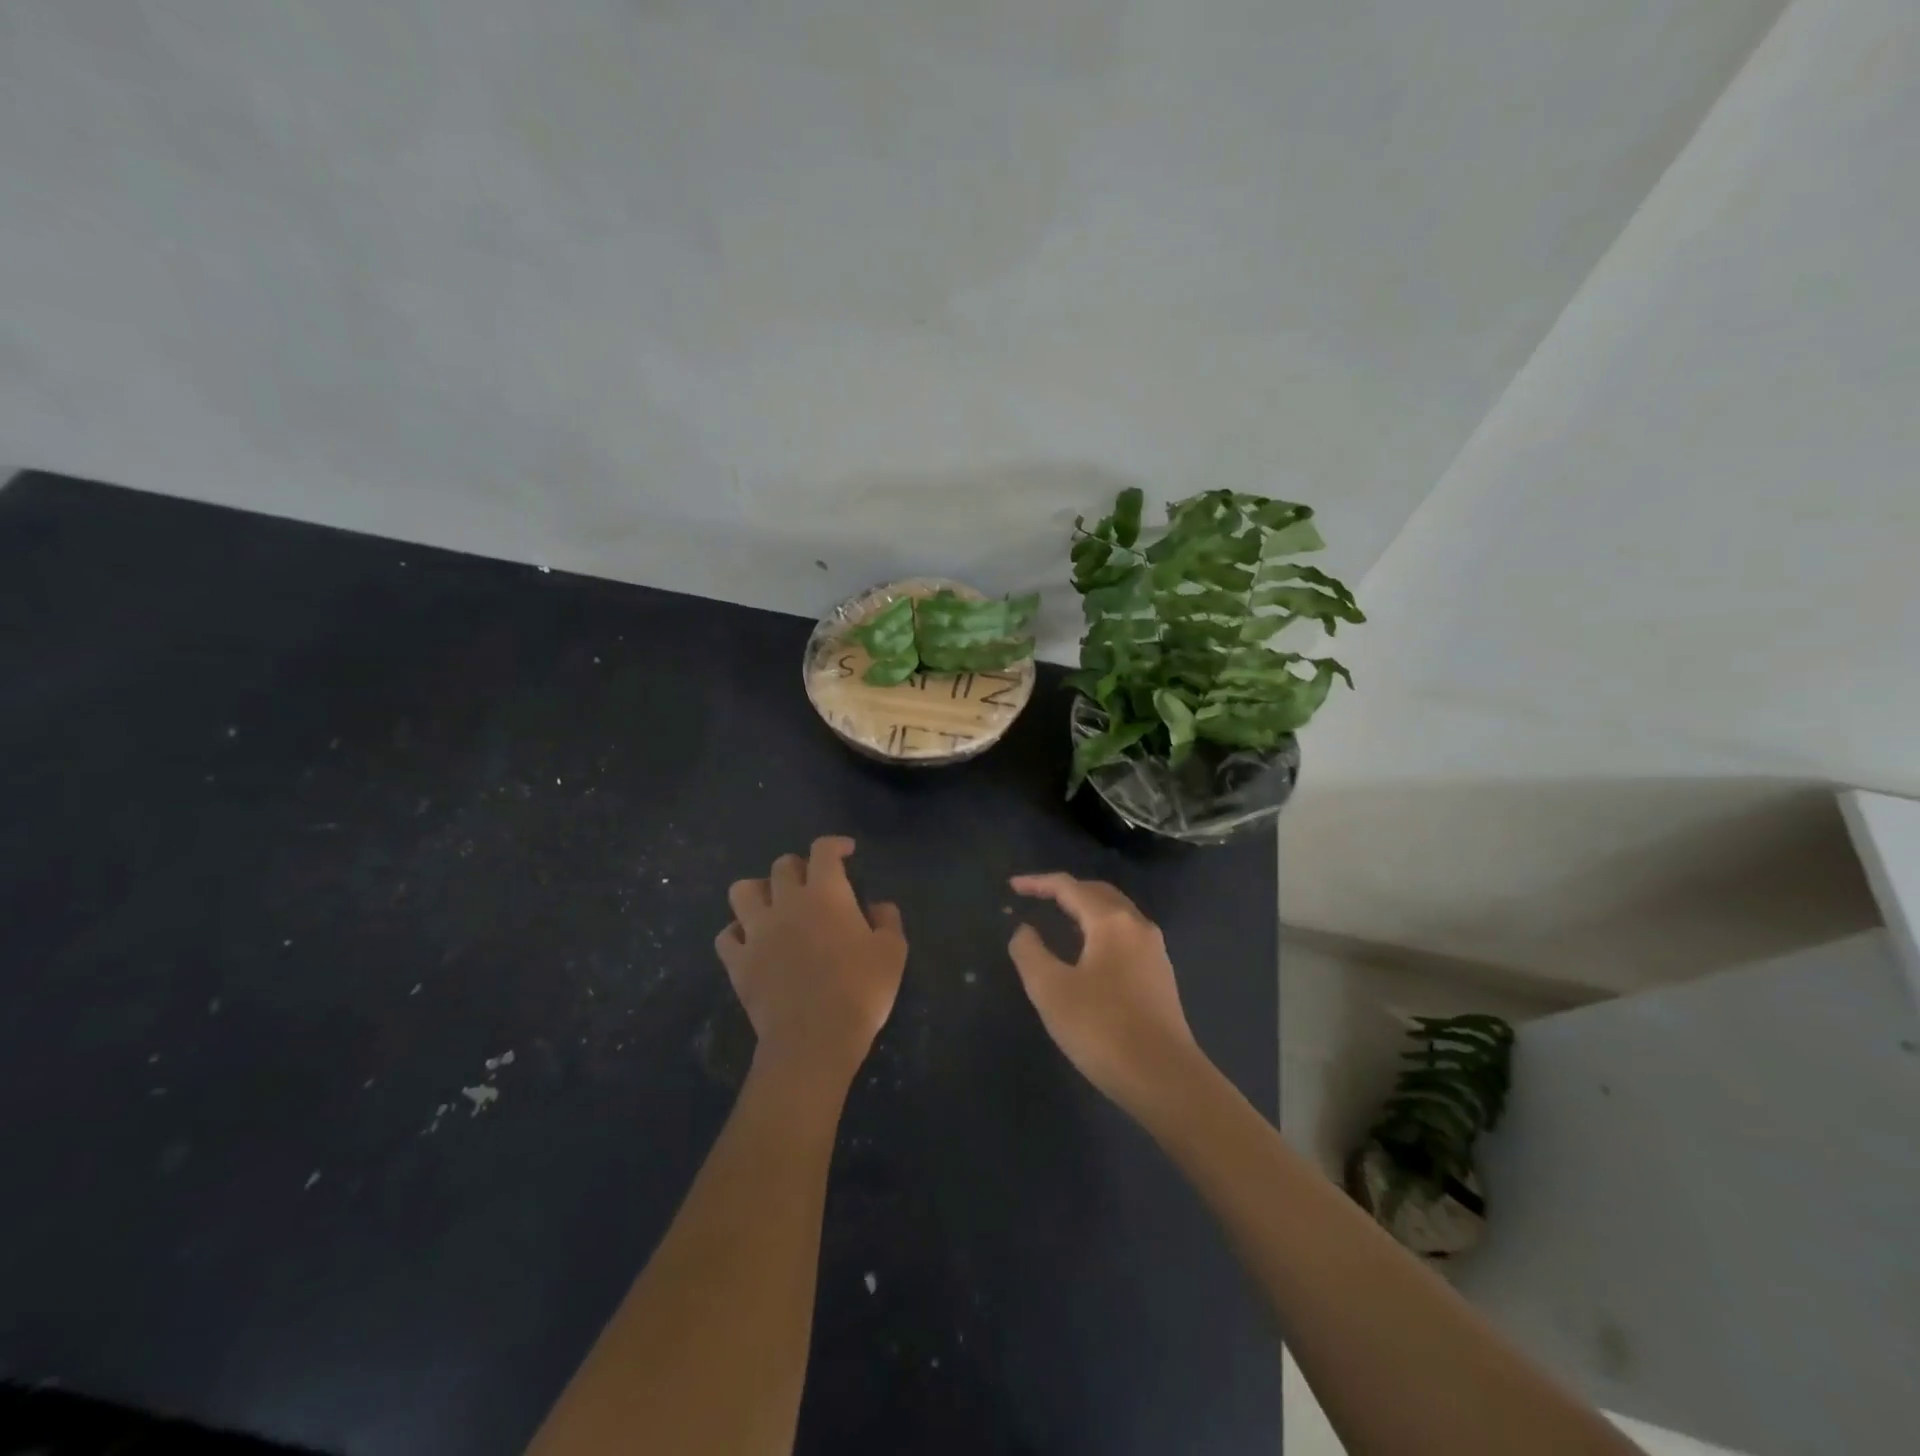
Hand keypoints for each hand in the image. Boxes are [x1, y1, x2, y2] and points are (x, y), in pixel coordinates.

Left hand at [717, 837, 906, 1089]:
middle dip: (799, 866)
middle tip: (812, 883)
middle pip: (782, 865)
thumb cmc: (860, 991)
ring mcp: (756, 931)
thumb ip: (888, 920)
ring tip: (772, 904)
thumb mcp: (893, 952)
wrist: (813, 1039)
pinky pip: (726, 936)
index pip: (823, 850)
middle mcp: (786, 902)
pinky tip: (751, 941)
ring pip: (742, 891)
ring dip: (758, 891)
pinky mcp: (738, 962)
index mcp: (826, 894)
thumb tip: (879, 905)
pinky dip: (736, 933)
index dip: (834, 844)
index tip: (846, 851)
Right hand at [1006, 873, 1205, 1117]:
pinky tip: (1086, 953)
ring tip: (1057, 920)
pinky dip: (1099, 930)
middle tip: (1036, 896)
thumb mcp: (1050, 990)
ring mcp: (1154, 950)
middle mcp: (1137, 926)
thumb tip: (1025, 930)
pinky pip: (1125, 935)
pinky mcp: (1160, 975)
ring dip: (1085, 909)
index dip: (1038, 883)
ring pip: (1115, 914)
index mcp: (1111, 921)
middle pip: (1098, 893)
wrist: (1164, 1079)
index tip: (1012, 887)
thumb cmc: (1101, 1028)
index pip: (1069, 887)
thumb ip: (1030, 952)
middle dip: (1066, 890)